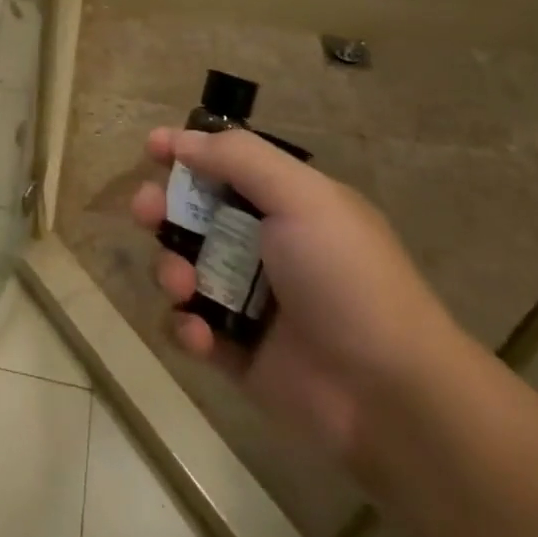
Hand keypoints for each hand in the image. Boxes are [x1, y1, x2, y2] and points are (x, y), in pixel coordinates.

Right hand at [130, 127, 463, 469]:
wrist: (390, 396)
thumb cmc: (346, 279)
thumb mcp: (302, 198)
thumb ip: (239, 159)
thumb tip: (181, 140)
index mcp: (285, 204)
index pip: (224, 165)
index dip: (186, 153)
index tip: (153, 148)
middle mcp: (262, 245)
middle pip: (191, 214)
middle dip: (161, 208)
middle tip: (146, 212)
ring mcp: (247, 300)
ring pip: (181, 267)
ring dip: (170, 270)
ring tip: (183, 287)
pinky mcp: (235, 350)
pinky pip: (189, 326)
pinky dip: (186, 326)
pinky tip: (201, 335)